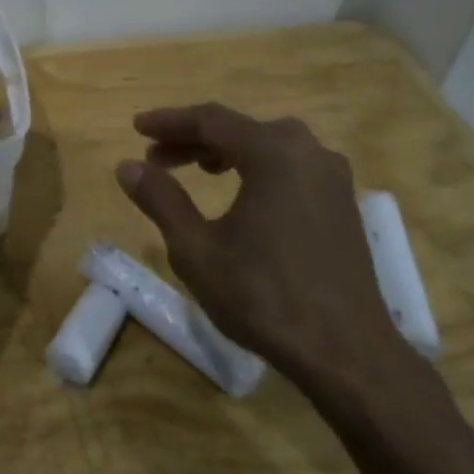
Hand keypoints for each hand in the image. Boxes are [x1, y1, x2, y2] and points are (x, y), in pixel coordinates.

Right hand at [115, 104, 423, 402]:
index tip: (137, 128)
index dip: (169, 122)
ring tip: (196, 171)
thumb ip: (161, 200)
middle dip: (194, 139)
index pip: (211, 120)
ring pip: (269, 146)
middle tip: (156, 158)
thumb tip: (127, 167)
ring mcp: (332, 177)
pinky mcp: (343, 203)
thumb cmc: (264, 297)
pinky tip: (242, 194)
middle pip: (241, 129)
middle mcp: (308, 152)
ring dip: (227, 153)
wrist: (346, 353)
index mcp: (273, 153)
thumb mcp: (197, 249)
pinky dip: (258, 168)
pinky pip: (292, 166)